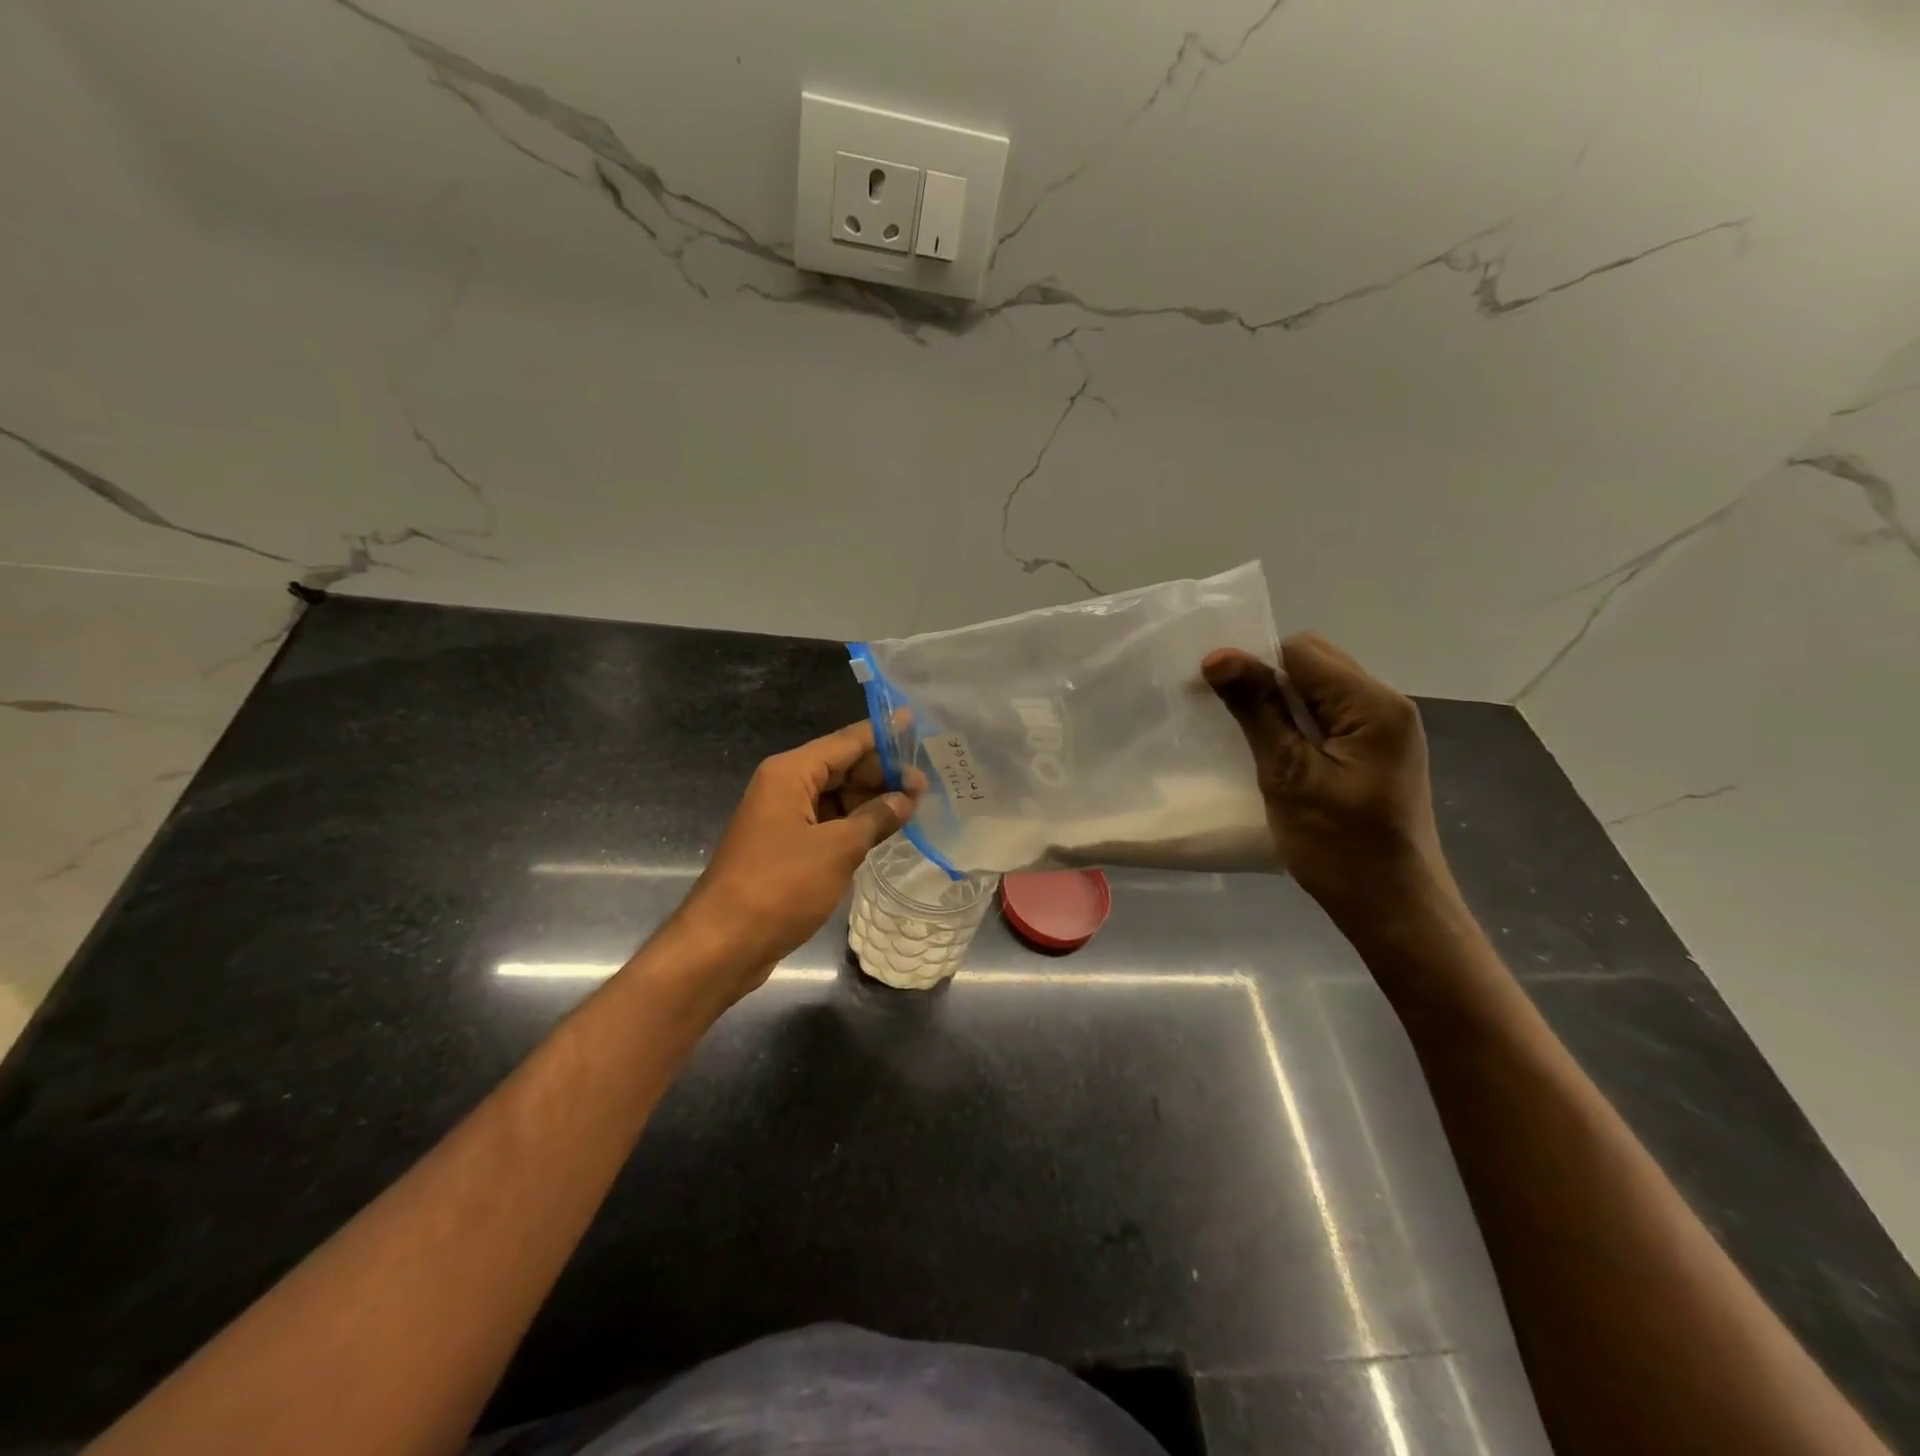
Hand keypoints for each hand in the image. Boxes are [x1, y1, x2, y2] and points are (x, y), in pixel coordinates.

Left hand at [669, 719, 923, 1003]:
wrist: (723, 944)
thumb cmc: (780, 886)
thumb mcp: (838, 849)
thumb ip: (876, 818)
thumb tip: (906, 798)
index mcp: (790, 774)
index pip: (846, 742)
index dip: (882, 734)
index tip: (917, 725)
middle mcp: (784, 788)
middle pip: (841, 767)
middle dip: (882, 774)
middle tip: (927, 786)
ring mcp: (783, 819)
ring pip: (835, 798)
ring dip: (870, 801)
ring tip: (914, 808)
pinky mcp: (785, 848)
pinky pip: (827, 824)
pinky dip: (854, 825)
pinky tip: (884, 832)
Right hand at [1203, 633, 1453, 922]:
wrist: (1393, 908)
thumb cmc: (1339, 846)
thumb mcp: (1288, 774)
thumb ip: (1257, 710)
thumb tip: (1218, 656)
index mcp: (1372, 704)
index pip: (1301, 652)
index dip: (1254, 663)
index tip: (1213, 694)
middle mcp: (1386, 704)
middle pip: (1314, 663)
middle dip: (1267, 679)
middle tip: (1228, 717)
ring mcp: (1384, 729)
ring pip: (1319, 689)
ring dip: (1280, 703)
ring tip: (1247, 735)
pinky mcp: (1376, 751)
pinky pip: (1329, 716)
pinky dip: (1297, 723)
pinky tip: (1276, 752)